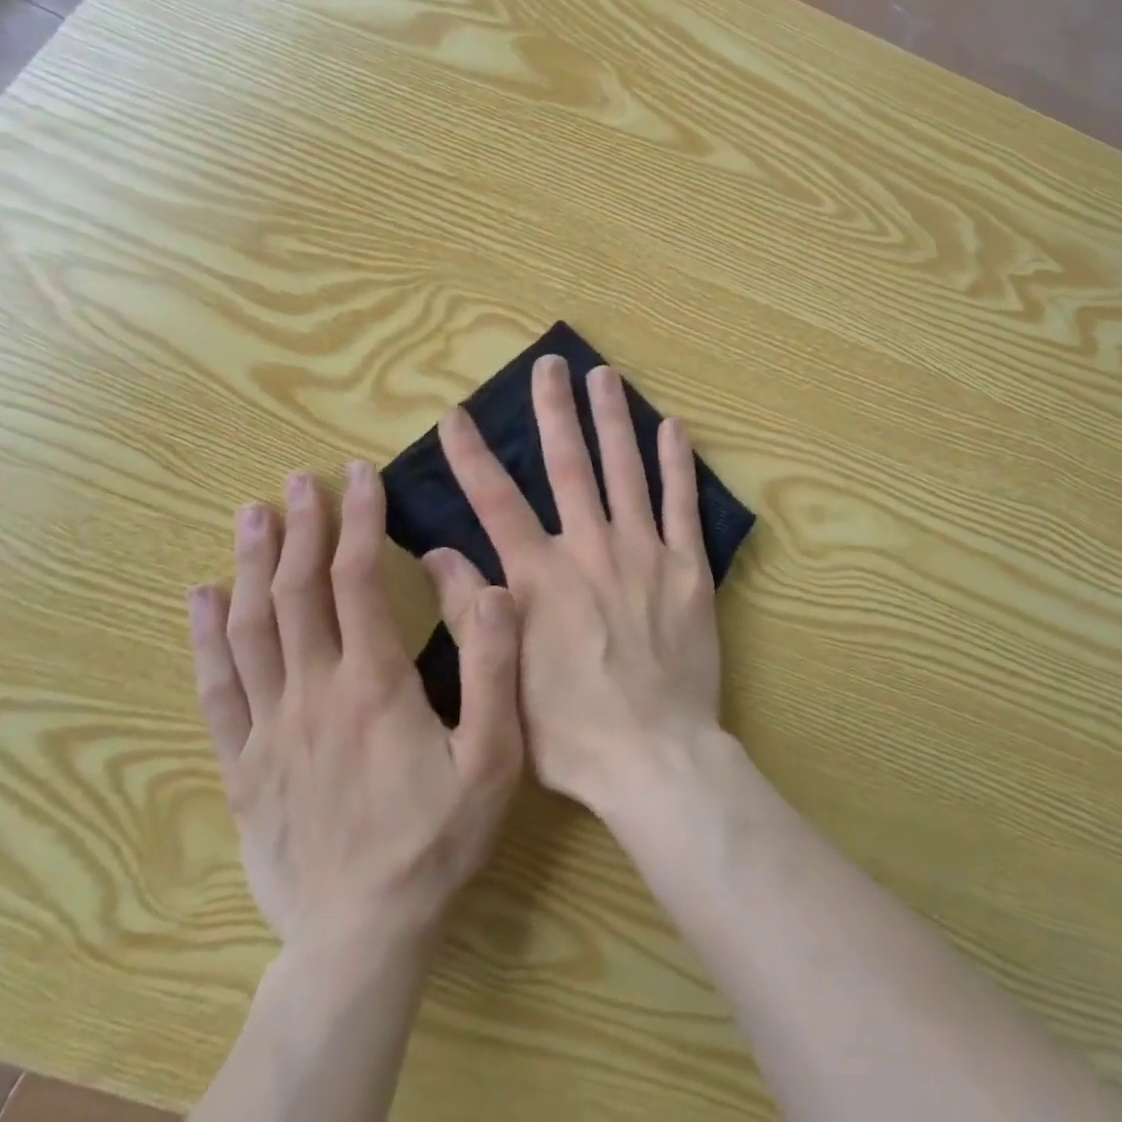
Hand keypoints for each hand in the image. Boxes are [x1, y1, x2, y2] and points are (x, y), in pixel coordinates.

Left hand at [187, 461, 523, 956]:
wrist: (363, 933)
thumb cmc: (439, 836)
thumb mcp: (496, 755)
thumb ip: (497, 667)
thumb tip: (495, 588)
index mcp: (376, 682)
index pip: (359, 580)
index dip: (359, 522)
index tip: (360, 477)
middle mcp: (315, 692)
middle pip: (296, 592)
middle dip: (300, 527)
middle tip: (301, 479)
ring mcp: (271, 728)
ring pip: (251, 629)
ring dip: (250, 565)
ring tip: (252, 514)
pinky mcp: (245, 763)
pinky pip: (217, 689)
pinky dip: (205, 637)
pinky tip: (199, 599)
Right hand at [427, 355, 720, 811]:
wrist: (654, 755)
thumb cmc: (571, 732)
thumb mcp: (502, 680)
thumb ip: (471, 610)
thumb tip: (433, 553)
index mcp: (540, 578)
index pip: (496, 502)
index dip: (473, 456)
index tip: (457, 415)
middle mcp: (590, 551)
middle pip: (568, 467)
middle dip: (555, 412)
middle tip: (551, 365)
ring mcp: (644, 554)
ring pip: (626, 471)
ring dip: (613, 420)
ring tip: (605, 377)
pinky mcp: (688, 568)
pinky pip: (683, 505)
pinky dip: (677, 464)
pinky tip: (673, 427)